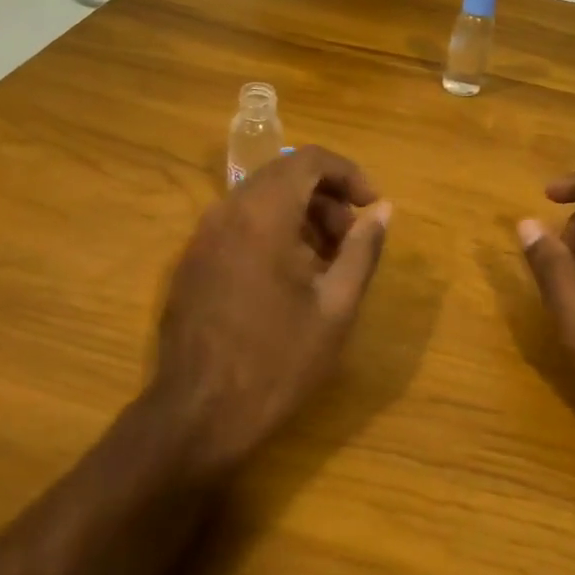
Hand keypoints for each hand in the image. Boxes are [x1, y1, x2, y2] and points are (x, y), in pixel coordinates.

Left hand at [144, 146, 391, 477]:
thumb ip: (361, 250)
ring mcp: (202, 236)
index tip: (372, 205)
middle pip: (283, 176)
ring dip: (300, 215)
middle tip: (351, 239)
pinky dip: (271, 232)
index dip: (348, 173)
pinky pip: (238, 224)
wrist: (196, 414)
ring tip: (327, 262)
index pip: (309, 160)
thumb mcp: (335, 308)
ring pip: (260, 200)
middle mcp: (226, 211)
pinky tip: (290, 278)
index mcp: (262, 214)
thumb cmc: (275, 362)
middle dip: (326, 197)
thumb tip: (383, 211)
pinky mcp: (191, 260)